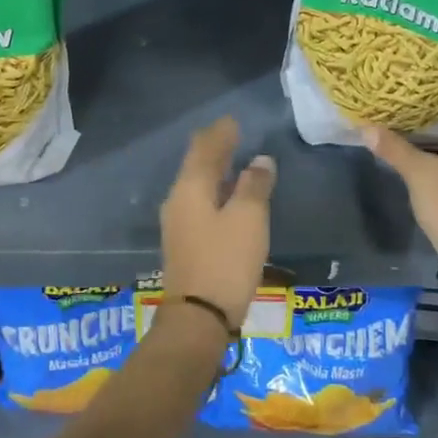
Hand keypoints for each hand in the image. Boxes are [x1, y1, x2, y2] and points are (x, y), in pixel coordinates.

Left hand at [160, 117, 276, 328]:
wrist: (197, 318)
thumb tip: (260, 161)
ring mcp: (177, 222)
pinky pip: (198, 202)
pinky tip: (226, 196)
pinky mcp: (184, 242)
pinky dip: (213, 190)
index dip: (221, 132)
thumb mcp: (249, 219)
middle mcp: (178, 199)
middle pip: (195, 164)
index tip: (234, 120)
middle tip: (231, 134)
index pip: (205, 148)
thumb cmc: (226, 262)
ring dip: (213, 170)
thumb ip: (255, 186)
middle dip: (213, 147)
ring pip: (196, 184)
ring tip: (232, 160)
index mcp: (191, 187)